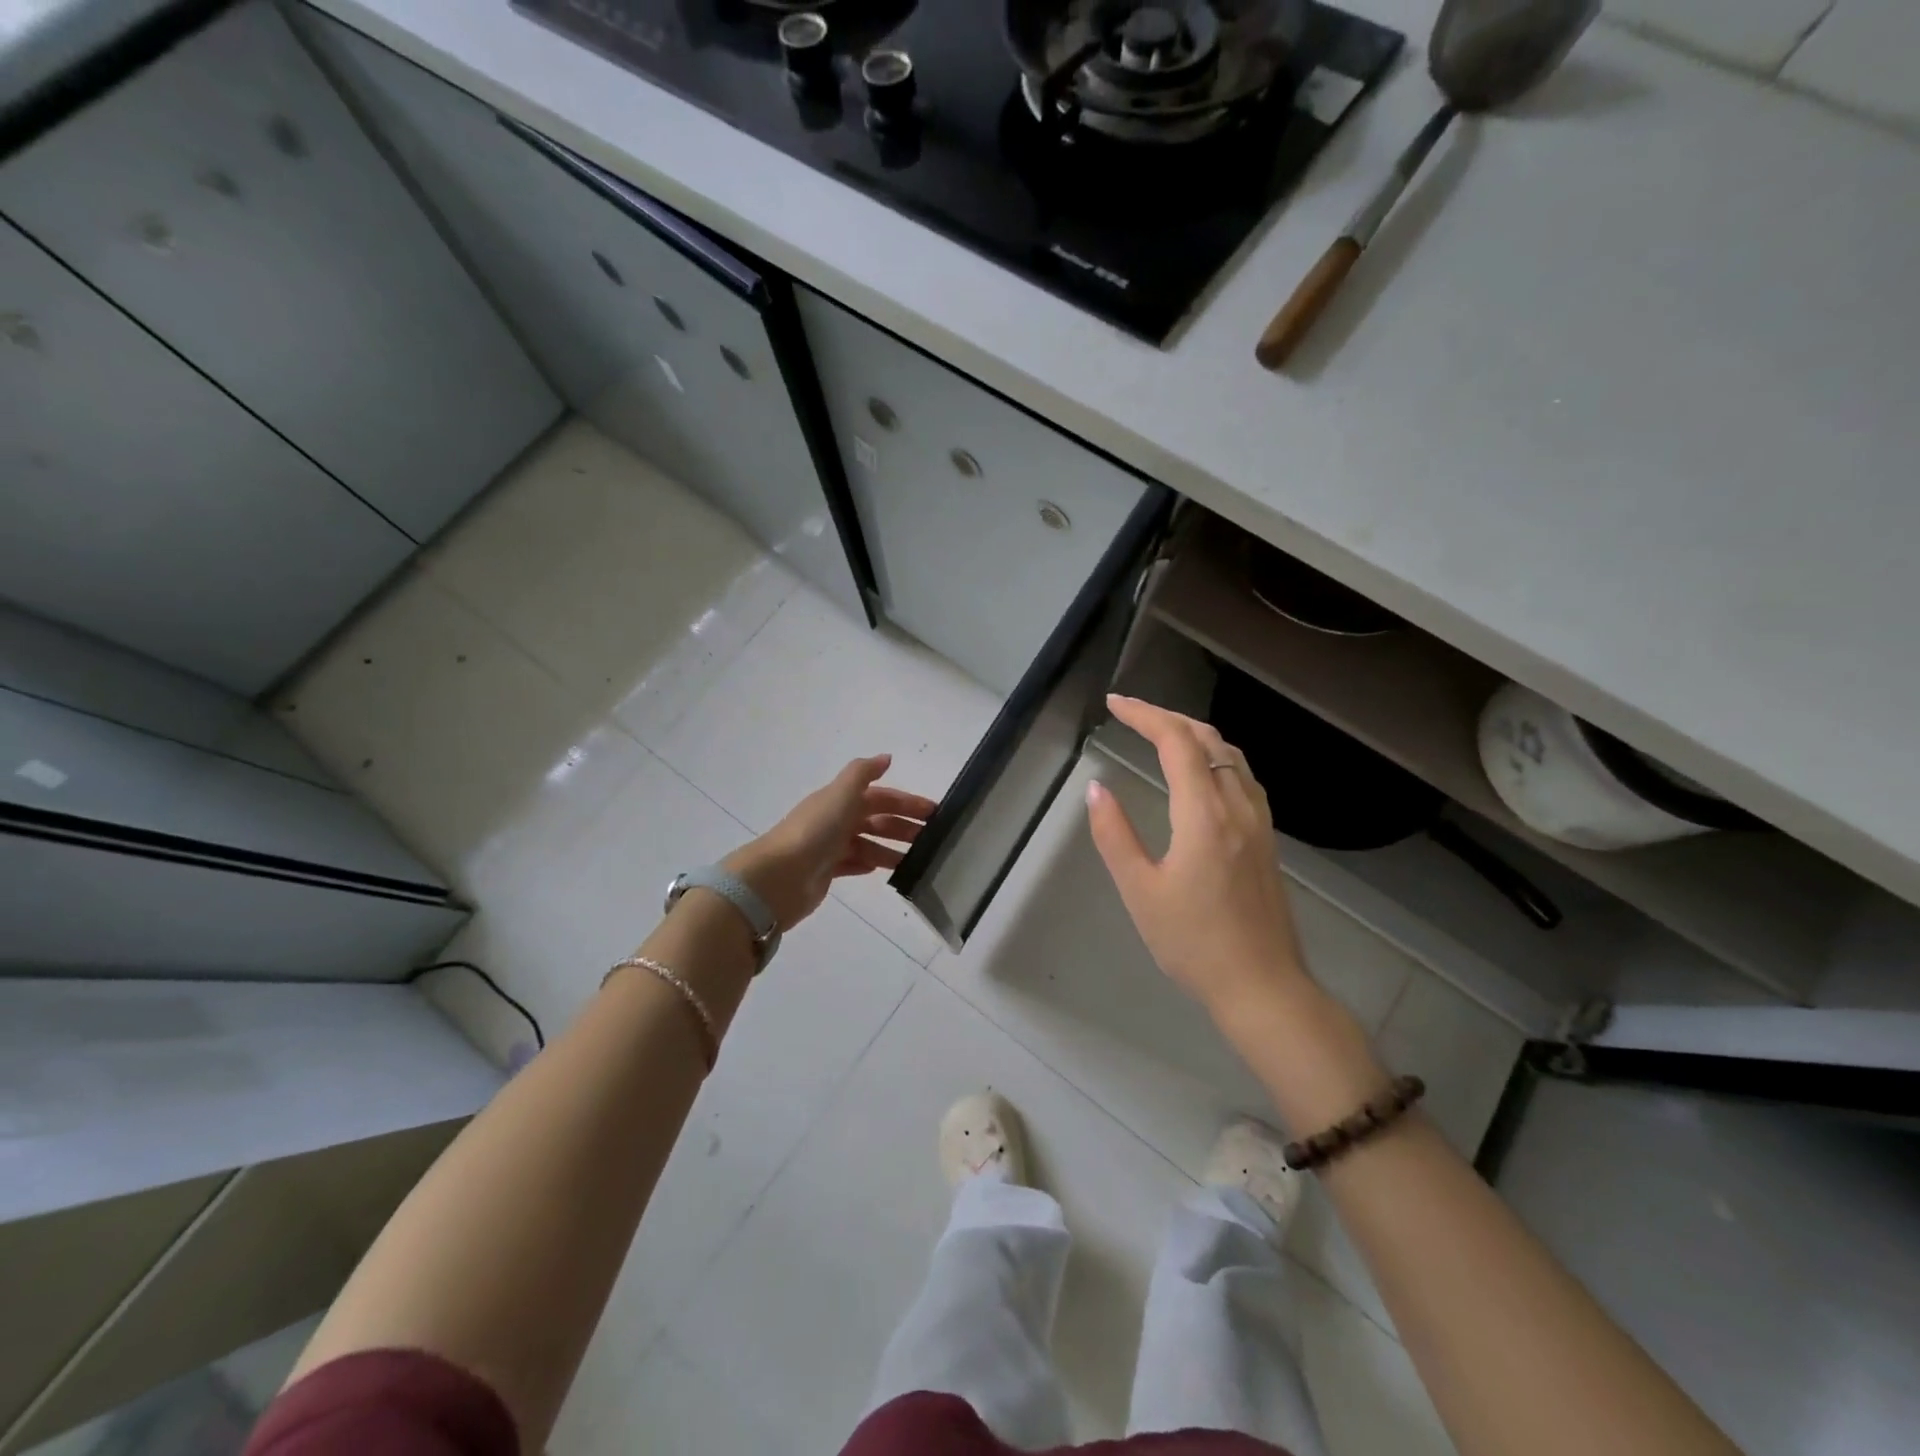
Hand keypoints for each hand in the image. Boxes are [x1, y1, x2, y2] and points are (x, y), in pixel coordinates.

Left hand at [726, 754, 937, 929]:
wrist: (779, 876)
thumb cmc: (815, 831)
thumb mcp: (841, 794)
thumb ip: (863, 773)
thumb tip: (886, 757)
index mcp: (839, 800)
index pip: (880, 797)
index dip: (906, 802)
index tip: (933, 812)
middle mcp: (834, 820)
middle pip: (876, 820)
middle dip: (903, 827)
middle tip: (932, 840)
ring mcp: (829, 847)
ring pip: (867, 844)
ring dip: (891, 848)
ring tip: (917, 861)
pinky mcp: (825, 873)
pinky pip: (852, 864)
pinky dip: (868, 864)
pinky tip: (883, 870)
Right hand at [1086, 696, 1310, 1020]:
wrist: (1262, 985)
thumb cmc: (1193, 943)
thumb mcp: (1140, 891)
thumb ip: (1114, 835)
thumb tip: (1097, 788)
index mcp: (1204, 815)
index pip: (1176, 742)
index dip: (1144, 715)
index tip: (1114, 704)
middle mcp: (1237, 805)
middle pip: (1207, 738)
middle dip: (1166, 716)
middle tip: (1130, 712)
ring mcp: (1259, 821)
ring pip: (1230, 753)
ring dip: (1194, 732)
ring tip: (1160, 731)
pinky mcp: (1267, 838)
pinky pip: (1242, 775)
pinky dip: (1216, 754)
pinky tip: (1202, 769)